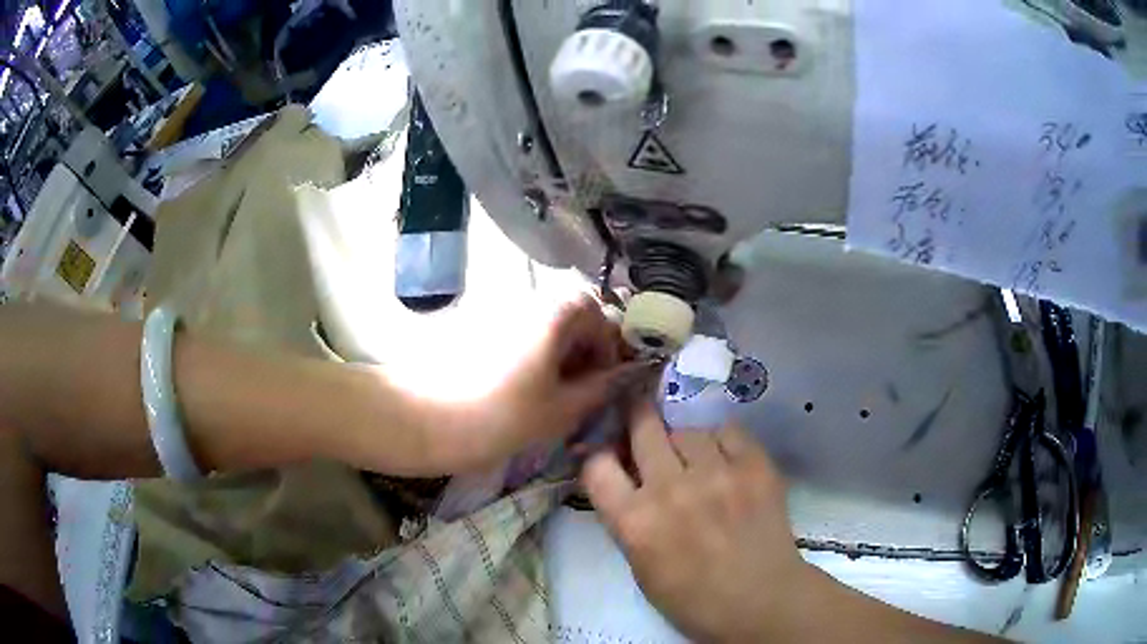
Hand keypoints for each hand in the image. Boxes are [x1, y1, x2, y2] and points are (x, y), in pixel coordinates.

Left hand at [452, 296, 641, 468]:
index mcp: (554, 312)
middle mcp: (527, 300)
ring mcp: (496, 311)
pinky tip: (520, 390)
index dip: (608, 349)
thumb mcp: (560, 410)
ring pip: (543, 328)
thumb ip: (601, 389)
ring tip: (550, 397)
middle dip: (583, 352)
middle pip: (570, 316)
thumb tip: (627, 376)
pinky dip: (530, 357)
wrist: (420, 419)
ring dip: (557, 356)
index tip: (603, 384)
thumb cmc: (498, 416)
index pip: (599, 315)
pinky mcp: (474, 327)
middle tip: (578, 393)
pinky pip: (517, 334)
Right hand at [582, 401, 811, 642]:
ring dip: (685, 444)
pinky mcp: (754, 466)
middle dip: (638, 422)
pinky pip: (728, 431)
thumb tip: (626, 480)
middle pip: (642, 426)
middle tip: (646, 428)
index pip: (597, 464)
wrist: (762, 601)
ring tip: (698, 465)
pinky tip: (727, 464)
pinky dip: (722, 443)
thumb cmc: (693, 599)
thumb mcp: (641, 568)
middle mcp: (670, 490)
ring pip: (687, 429)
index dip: (602, 456)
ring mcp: (716, 474)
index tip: (613, 456)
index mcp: (635, 523)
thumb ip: (628, 520)